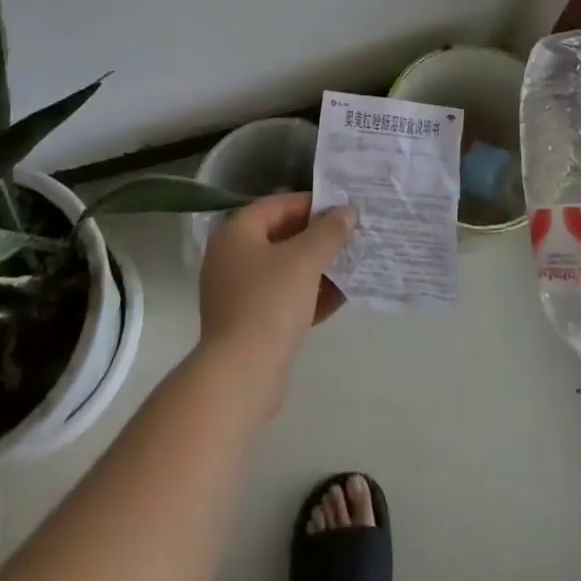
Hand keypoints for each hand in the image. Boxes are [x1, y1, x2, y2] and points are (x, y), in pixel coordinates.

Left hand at [198, 194, 355, 398]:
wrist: (241, 376)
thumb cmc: (270, 302)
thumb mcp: (306, 259)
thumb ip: (329, 231)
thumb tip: (347, 211)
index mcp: (236, 233)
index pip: (278, 205)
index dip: (312, 204)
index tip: (342, 208)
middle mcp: (230, 258)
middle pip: (281, 237)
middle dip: (317, 238)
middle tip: (350, 236)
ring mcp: (236, 294)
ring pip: (283, 271)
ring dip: (316, 268)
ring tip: (350, 266)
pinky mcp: (247, 325)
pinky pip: (281, 300)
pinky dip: (307, 296)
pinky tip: (338, 300)